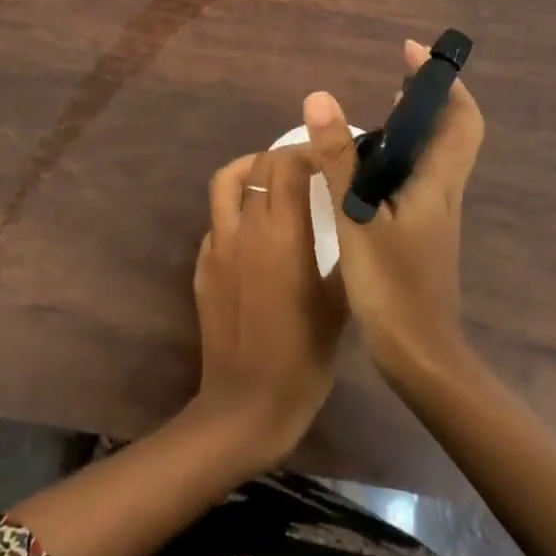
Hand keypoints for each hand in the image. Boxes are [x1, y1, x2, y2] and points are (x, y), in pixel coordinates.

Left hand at [191, 148, 346, 467]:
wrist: (246, 406)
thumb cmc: (303, 359)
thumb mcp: (340, 306)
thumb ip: (346, 254)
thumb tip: (353, 217)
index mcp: (281, 234)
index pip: (287, 164)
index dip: (308, 150)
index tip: (331, 155)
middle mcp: (244, 228)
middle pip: (258, 166)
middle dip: (284, 157)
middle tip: (311, 167)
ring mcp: (216, 245)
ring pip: (225, 182)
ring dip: (250, 170)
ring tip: (274, 181)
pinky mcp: (202, 265)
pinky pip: (218, 220)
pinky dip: (237, 210)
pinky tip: (257, 233)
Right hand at [303, 39, 484, 382]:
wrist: (420, 358)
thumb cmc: (392, 286)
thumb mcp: (355, 217)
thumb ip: (337, 159)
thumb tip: (320, 97)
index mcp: (436, 182)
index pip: (460, 118)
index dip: (443, 81)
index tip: (411, 53)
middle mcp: (443, 191)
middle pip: (453, 131)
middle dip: (431, 95)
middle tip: (395, 73)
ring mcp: (436, 213)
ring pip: (436, 154)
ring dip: (416, 123)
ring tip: (378, 109)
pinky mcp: (422, 231)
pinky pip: (418, 175)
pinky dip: (401, 154)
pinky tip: (367, 166)